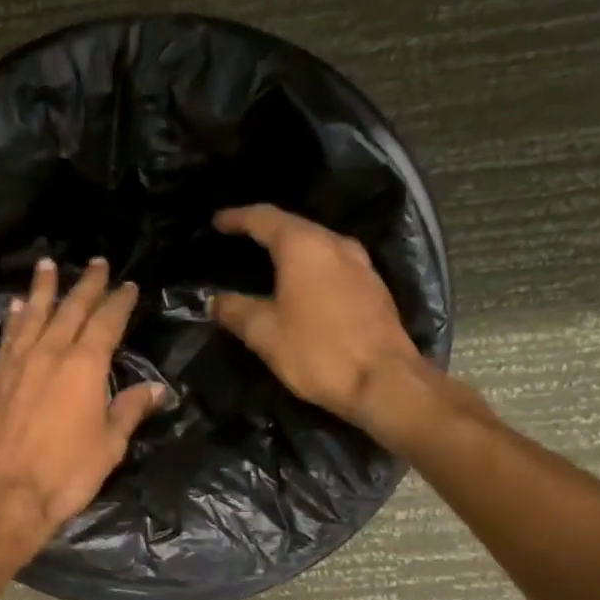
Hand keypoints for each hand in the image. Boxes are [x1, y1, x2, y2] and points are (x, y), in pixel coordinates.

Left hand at [0, 256, 166, 553]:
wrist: (3, 495)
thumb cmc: (65, 474)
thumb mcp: (109, 445)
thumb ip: (129, 410)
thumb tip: (157, 389)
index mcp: (85, 366)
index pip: (107, 322)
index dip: (119, 301)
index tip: (128, 285)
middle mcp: (50, 353)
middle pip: (71, 309)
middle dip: (86, 284)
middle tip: (96, 262)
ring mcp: (17, 363)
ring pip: (33, 314)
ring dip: (43, 288)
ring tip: (48, 264)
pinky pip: (8, 337)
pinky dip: (15, 318)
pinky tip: (17, 307)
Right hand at [210, 205, 450, 437]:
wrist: (384, 381)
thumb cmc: (317, 351)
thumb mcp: (264, 333)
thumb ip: (235, 311)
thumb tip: (215, 301)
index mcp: (303, 246)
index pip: (264, 218)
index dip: (237, 218)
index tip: (217, 222)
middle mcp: (335, 244)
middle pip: (294, 227)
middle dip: (264, 231)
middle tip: (239, 241)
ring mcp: (360, 264)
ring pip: (317, 245)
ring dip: (291, 251)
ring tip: (267, 263)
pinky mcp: (373, 287)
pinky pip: (333, 265)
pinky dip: (310, 268)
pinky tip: (300, 287)